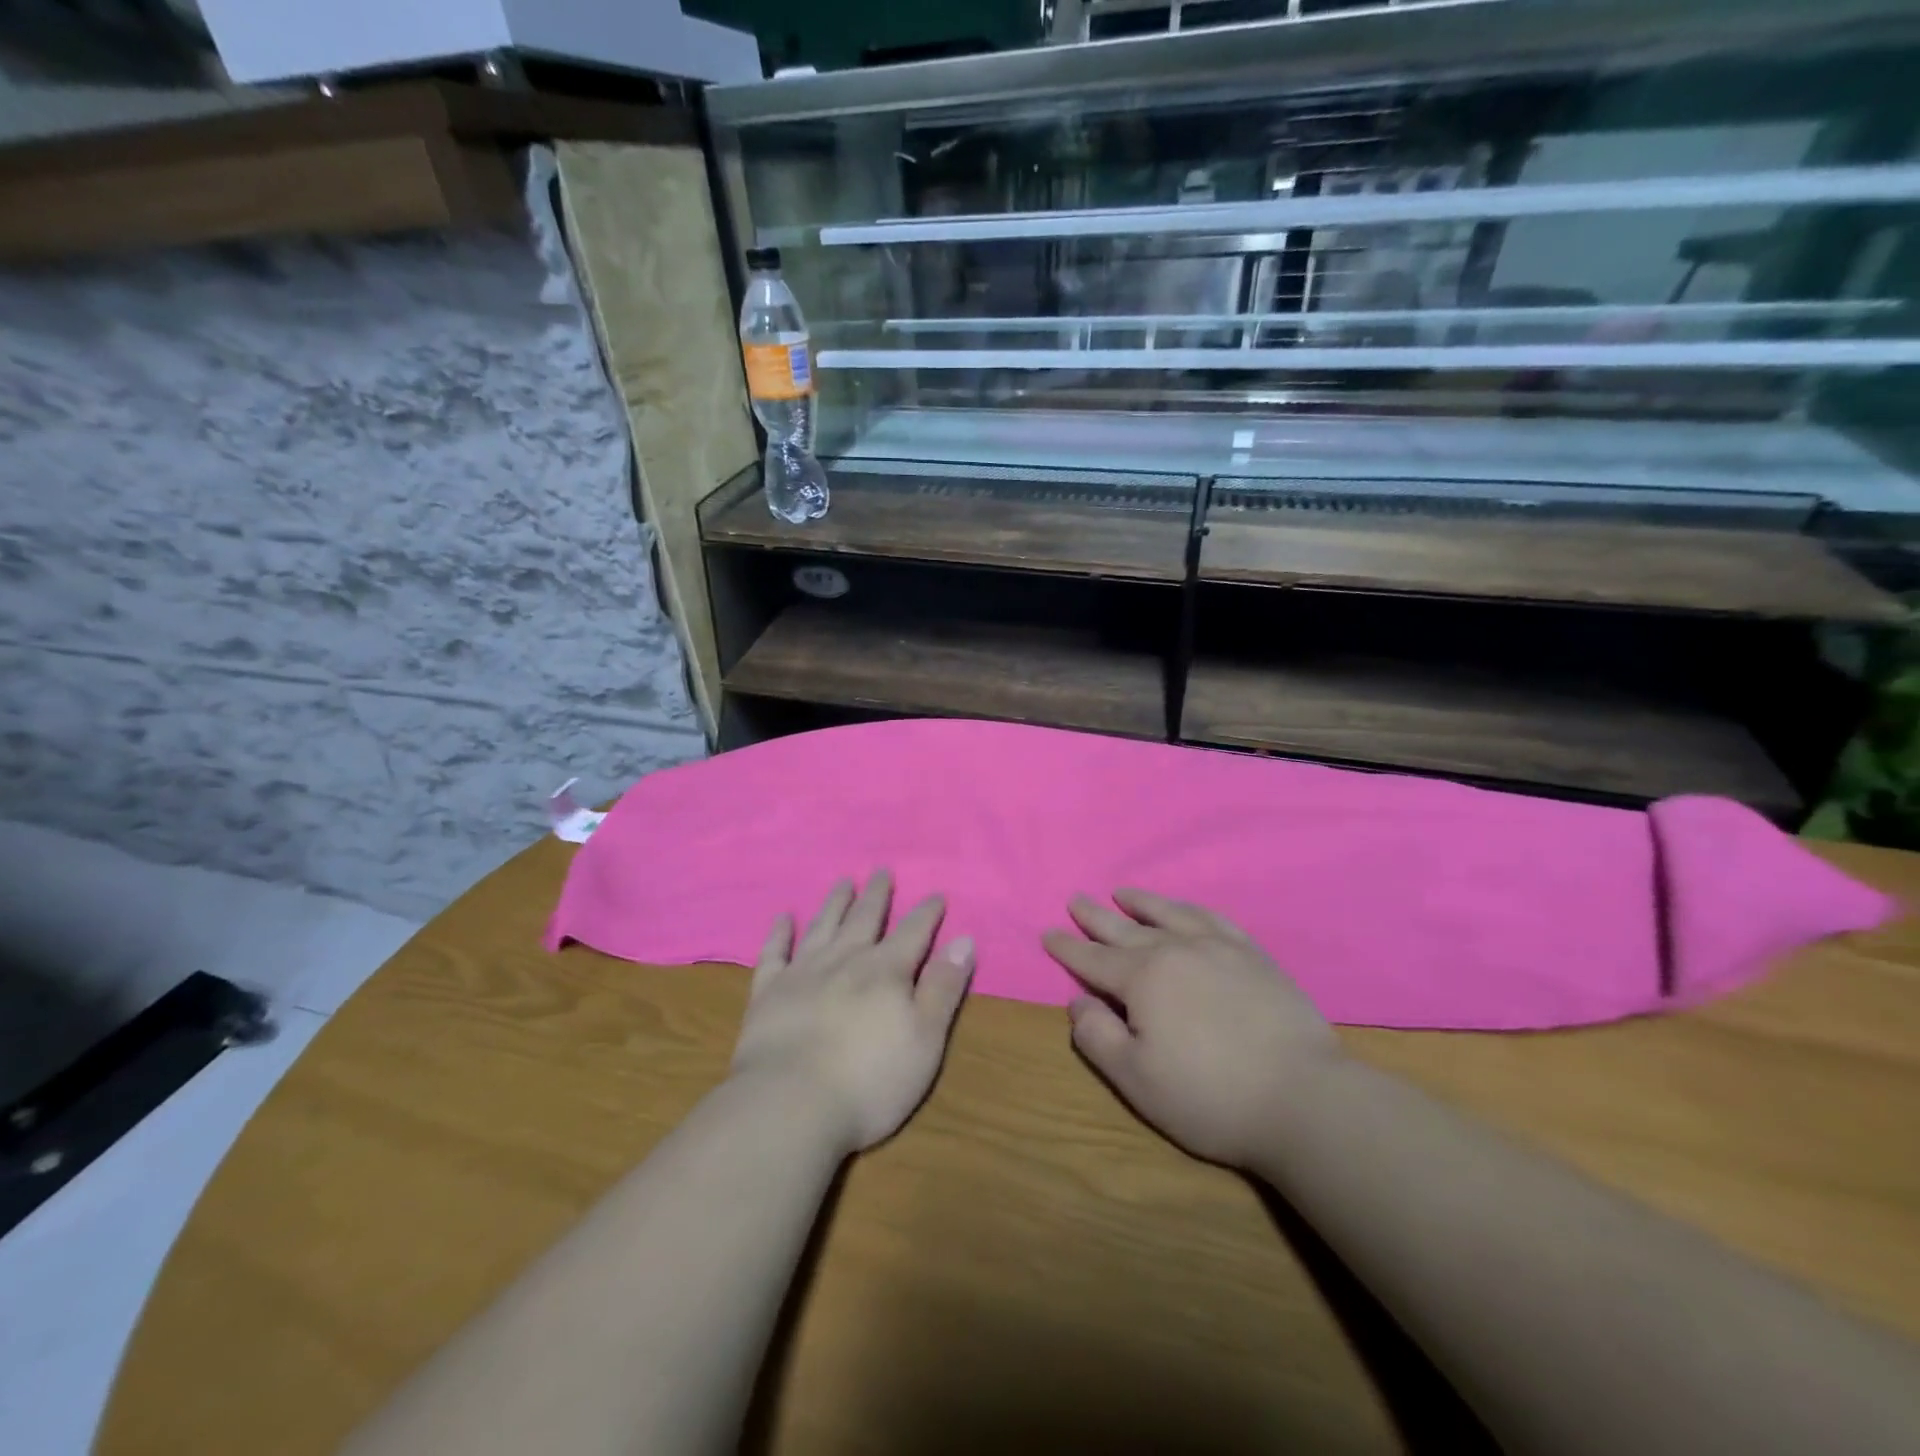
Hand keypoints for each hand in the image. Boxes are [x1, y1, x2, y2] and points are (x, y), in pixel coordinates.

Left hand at [731, 871, 973, 1155]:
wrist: (789, 1105)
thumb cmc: (869, 1080)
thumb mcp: (925, 1040)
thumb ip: (943, 988)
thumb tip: (964, 940)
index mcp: (886, 971)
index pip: (913, 932)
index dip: (926, 913)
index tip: (936, 894)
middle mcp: (845, 960)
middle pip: (864, 919)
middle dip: (876, 895)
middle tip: (881, 871)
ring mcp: (803, 973)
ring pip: (822, 926)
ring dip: (835, 903)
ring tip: (842, 881)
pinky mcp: (768, 993)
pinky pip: (774, 953)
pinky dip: (779, 934)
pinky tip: (783, 918)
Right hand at [1042, 889, 1341, 1166]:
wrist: (1303, 1097)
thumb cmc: (1210, 1096)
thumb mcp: (1136, 1079)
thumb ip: (1098, 1037)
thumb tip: (1078, 1001)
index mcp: (1142, 979)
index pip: (1092, 960)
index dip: (1067, 948)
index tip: (1048, 933)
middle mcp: (1174, 950)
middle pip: (1124, 928)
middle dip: (1095, 916)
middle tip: (1076, 899)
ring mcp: (1217, 947)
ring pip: (1168, 914)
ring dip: (1141, 903)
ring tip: (1123, 893)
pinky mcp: (1253, 955)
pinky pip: (1212, 918)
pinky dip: (1189, 909)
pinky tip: (1184, 910)